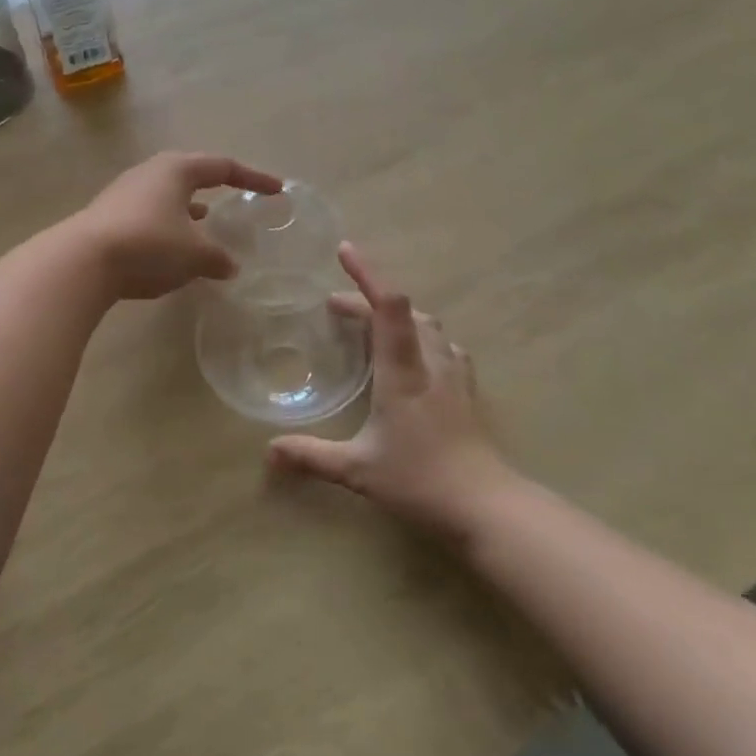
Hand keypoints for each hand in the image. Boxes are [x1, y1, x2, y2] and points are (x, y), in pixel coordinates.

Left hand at [72, 152, 282, 300]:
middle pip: (192, 173)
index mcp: (177, 170)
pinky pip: (150, 215)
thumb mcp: (194, 255)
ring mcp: (125, 193)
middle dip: (216, 186)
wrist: (82, 261)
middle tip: (236, 196)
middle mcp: (150, 173)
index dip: (254, 178)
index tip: (277, 190)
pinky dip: (169, 226)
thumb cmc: (149, 245)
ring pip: (168, 195)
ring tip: (207, 222)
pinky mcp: (109, 216)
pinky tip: (172, 247)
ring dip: (190, 208)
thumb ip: (217, 258)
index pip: (224, 167)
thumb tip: (230, 266)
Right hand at [269, 244, 517, 542]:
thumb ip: (312, 456)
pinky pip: (445, 346)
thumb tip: (269, 450)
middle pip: (404, 310)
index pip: (388, 306)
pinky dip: (422, 337)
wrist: (485, 505)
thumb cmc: (418, 481)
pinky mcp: (467, 390)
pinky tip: (417, 356)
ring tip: (372, 326)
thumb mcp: (357, 470)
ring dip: (398, 316)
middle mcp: (430, 362)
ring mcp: (454, 374)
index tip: (344, 250)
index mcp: (402, 370)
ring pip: (428, 325)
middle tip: (336, 308)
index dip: (367, 273)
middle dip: (368, 300)